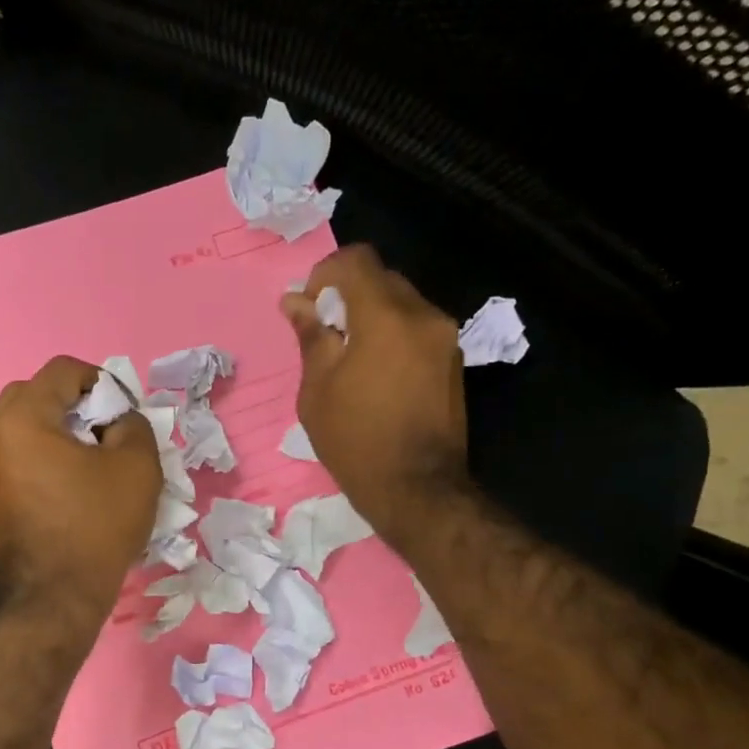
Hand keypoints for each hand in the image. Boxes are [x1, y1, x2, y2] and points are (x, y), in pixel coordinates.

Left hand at [0, 356, 160, 630]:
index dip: (101, 381)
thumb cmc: (96, 526)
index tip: (124, 412)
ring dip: (57, 429)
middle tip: (105, 432)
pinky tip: (69, 482)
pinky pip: (15, 455)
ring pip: (22, 425)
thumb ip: (133, 423)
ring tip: (90, 459)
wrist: (55, 598)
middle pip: (35, 393)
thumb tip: (119, 419)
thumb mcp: (137, 467)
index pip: (62, 371)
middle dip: (74, 403)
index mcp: (21, 418)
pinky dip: (41, 454)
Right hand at [281, 244, 470, 550]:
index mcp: (386, 317)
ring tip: (351, 361)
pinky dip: (393, 336)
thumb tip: (295, 302)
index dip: (326, 274)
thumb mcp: (317, 391)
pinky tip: (377, 376)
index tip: (312, 309)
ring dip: (373, 317)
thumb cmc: (355, 441)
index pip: (357, 260)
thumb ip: (311, 337)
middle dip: (349, 296)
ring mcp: (445, 338)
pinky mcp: (453, 361)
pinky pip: (417, 329)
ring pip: (402, 304)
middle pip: (382, 279)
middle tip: (327, 338)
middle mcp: (423, 315)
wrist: (417, 488)